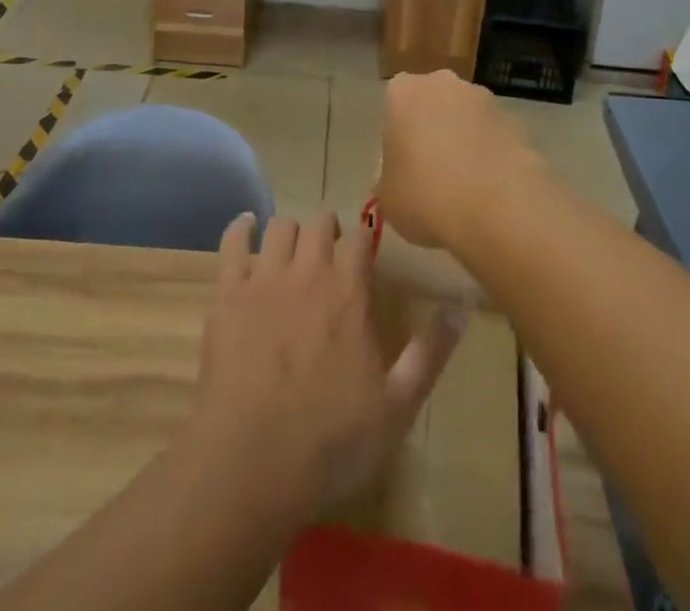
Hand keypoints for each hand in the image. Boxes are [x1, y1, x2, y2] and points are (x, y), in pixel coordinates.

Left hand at [184, 210, 465, 524]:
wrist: (251, 465)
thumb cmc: (331, 441)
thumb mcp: (397, 406)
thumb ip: (430, 353)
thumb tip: (463, 308)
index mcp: (349, 292)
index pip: (360, 238)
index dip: (363, 239)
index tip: (364, 250)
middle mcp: (308, 272)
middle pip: (318, 223)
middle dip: (327, 230)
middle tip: (329, 252)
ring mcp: (263, 279)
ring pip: (279, 227)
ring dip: (290, 232)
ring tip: (293, 250)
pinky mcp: (227, 294)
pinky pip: (232, 242)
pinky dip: (240, 228)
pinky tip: (246, 227)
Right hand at [379, 71, 541, 250]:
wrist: (499, 208)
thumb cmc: (427, 196)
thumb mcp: (388, 197)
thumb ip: (388, 178)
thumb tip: (398, 178)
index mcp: (405, 93)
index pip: (395, 99)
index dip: (398, 130)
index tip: (402, 160)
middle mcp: (445, 84)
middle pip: (434, 101)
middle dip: (433, 127)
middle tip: (432, 170)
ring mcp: (486, 100)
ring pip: (467, 117)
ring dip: (465, 139)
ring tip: (465, 185)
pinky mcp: (518, 122)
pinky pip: (495, 136)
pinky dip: (492, 154)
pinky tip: (491, 189)